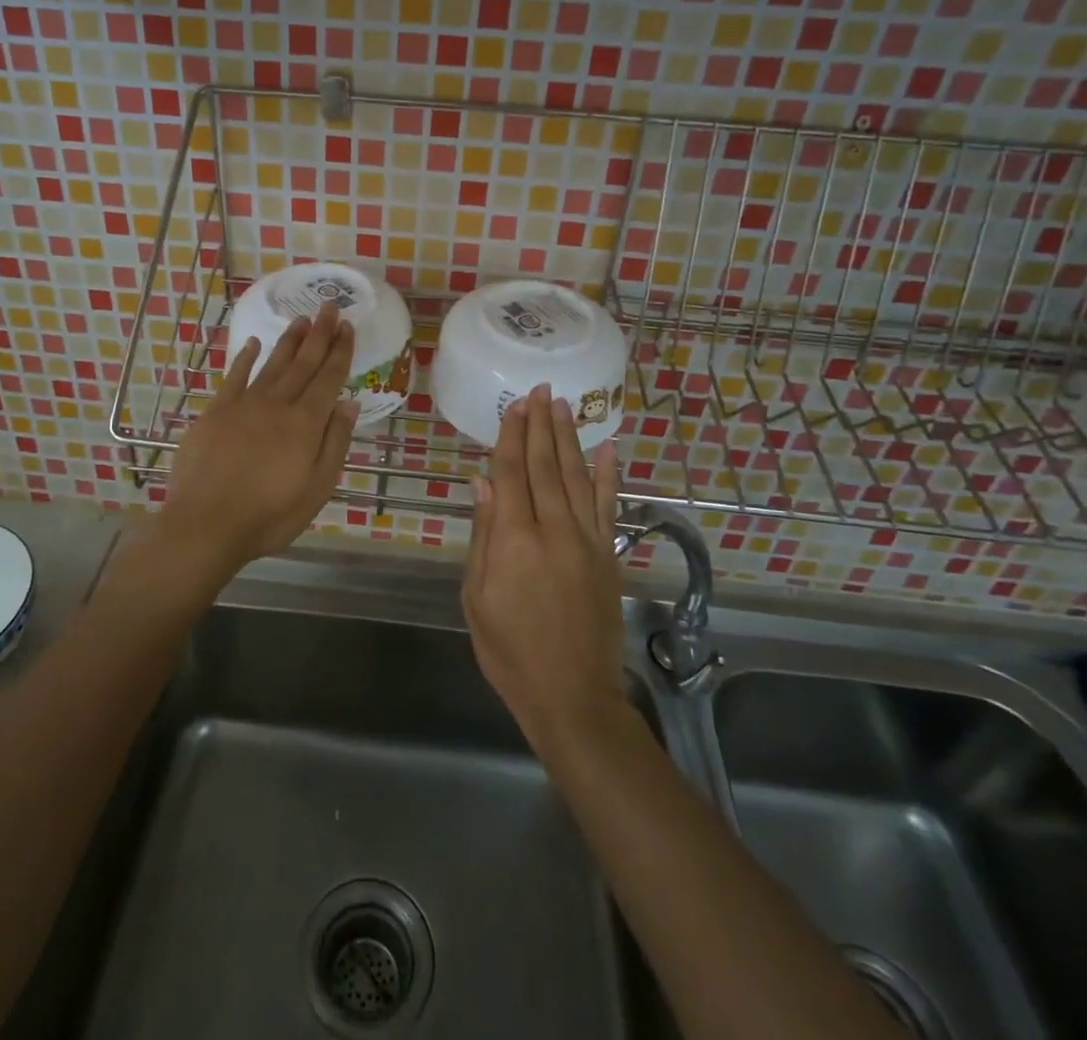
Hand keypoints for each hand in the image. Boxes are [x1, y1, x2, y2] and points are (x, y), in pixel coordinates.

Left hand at [158, 301, 358, 587]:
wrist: (206, 524)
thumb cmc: (269, 515)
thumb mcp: (317, 487)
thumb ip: (335, 442)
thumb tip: (349, 402)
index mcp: (305, 422)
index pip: (329, 378)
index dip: (340, 350)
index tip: (347, 326)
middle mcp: (277, 404)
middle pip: (303, 363)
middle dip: (318, 334)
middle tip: (329, 306)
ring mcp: (243, 405)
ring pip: (272, 364)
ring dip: (289, 341)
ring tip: (301, 319)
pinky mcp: (216, 412)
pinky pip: (234, 377)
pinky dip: (244, 359)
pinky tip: (252, 344)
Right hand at [462, 384, 625, 754]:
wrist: (571, 695)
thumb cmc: (510, 650)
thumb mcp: (477, 597)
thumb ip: (483, 536)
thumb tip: (483, 483)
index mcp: (514, 540)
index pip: (511, 474)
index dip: (511, 436)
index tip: (514, 405)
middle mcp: (554, 530)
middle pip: (544, 466)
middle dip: (540, 426)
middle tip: (540, 391)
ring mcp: (587, 541)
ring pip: (576, 476)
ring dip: (569, 438)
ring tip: (565, 406)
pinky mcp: (608, 555)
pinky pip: (608, 506)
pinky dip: (608, 475)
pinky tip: (608, 448)